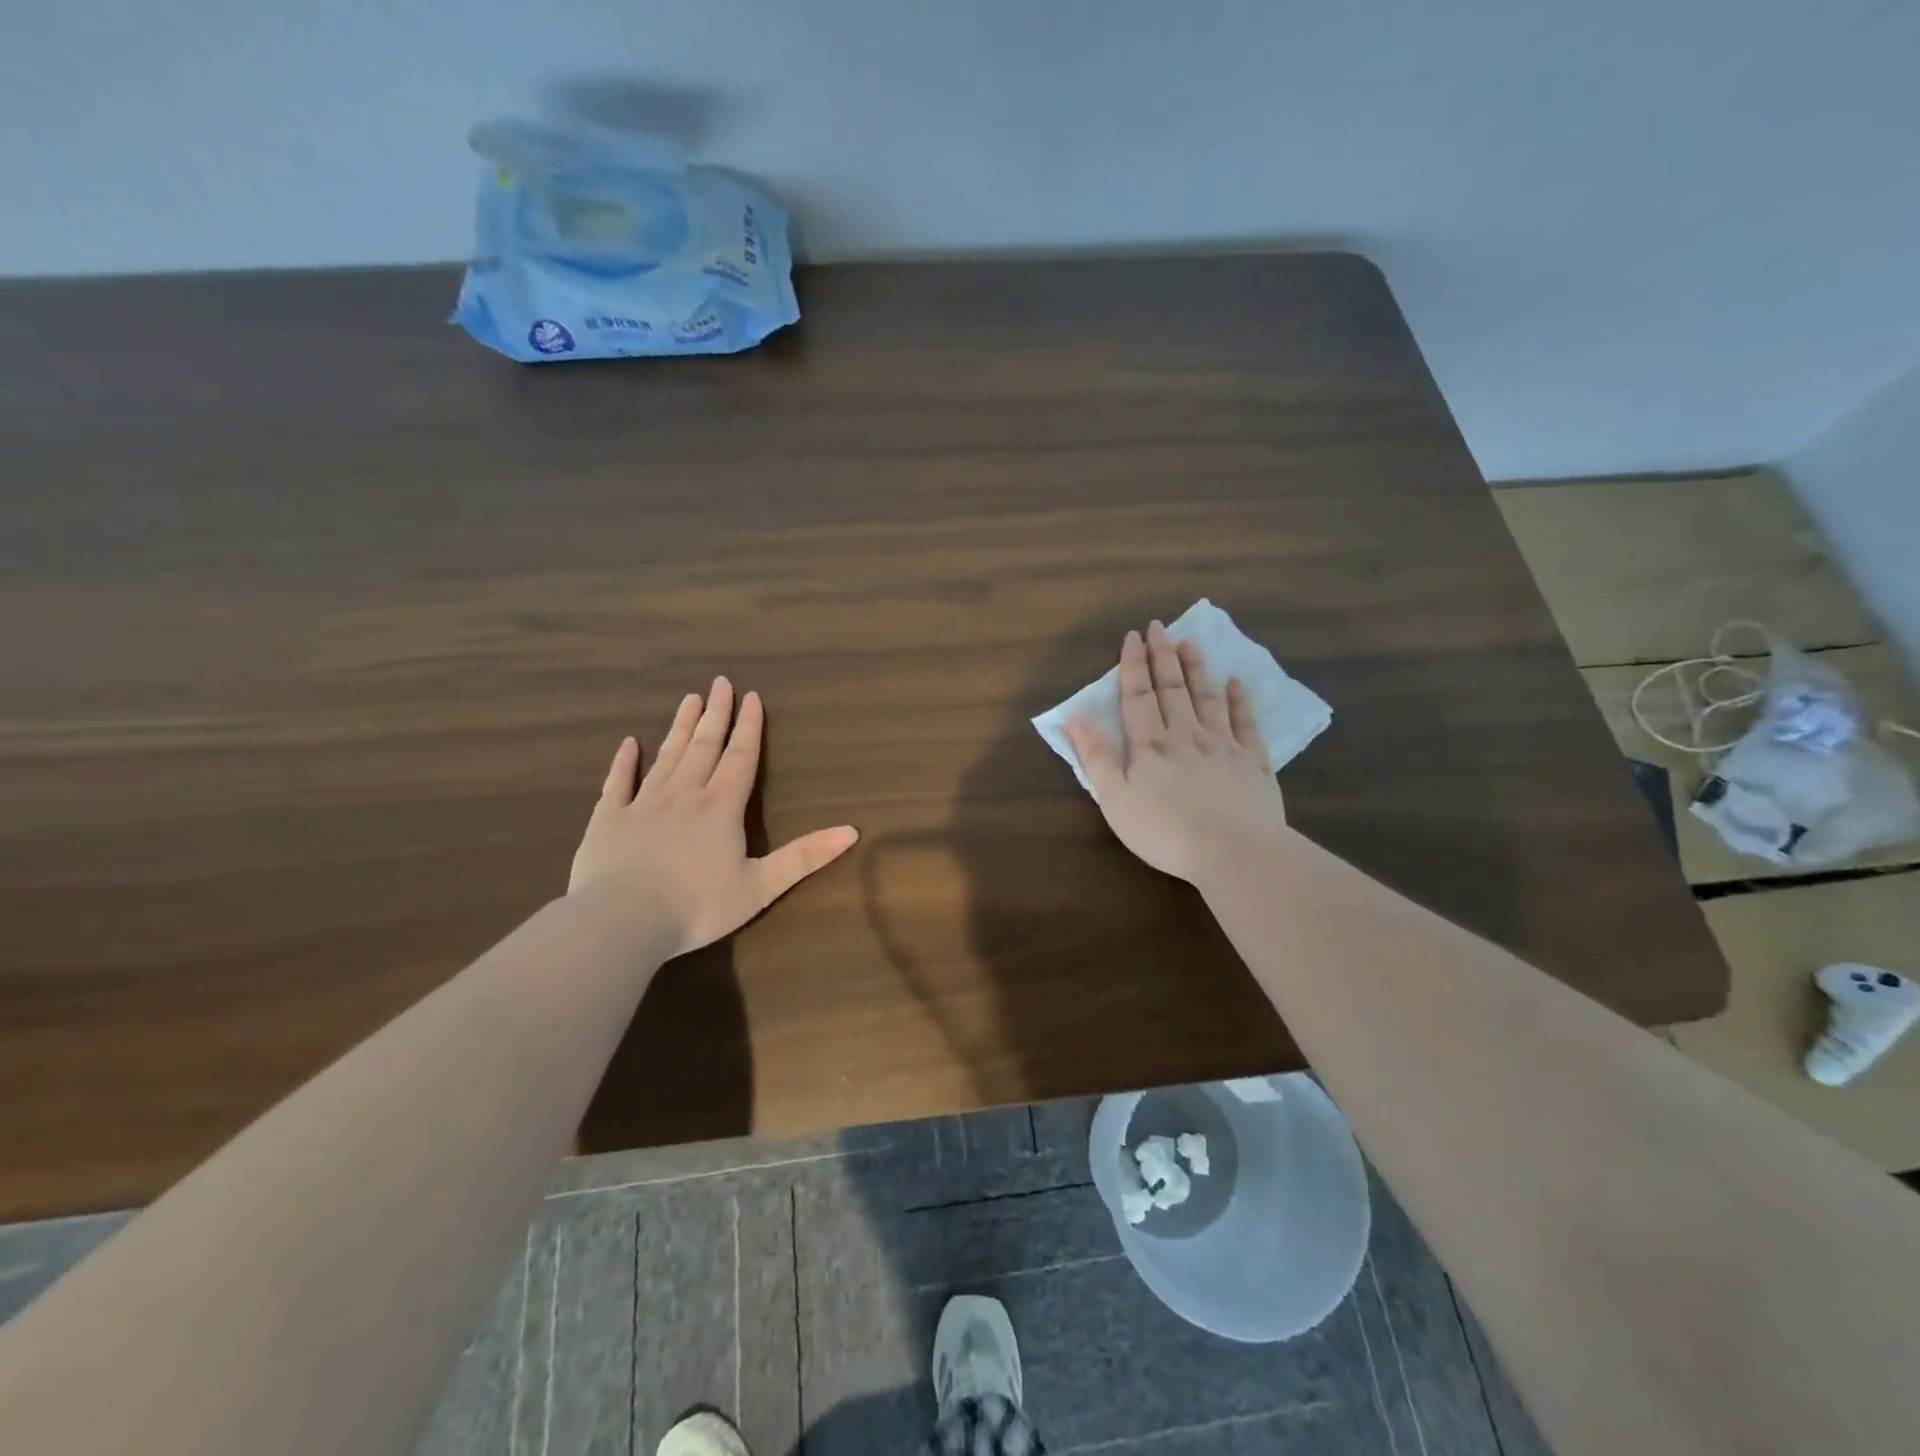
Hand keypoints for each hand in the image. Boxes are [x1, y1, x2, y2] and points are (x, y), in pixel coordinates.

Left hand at [569, 677, 858, 957]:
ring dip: (680, 727)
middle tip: (719, 682)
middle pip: (704, 746)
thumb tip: (852, 831)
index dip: (749, 727)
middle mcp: (684, 795)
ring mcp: (643, 804)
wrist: (622, 921)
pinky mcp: (609, 819)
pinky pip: (618, 783)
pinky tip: (628, 743)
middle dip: (715, 714)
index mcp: (721, 808)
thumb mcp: (761, 886)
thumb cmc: (697, 906)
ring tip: (688, 699)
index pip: (741, 757)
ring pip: (667, 756)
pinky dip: (624, 762)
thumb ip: (805, 857)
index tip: (751, 696)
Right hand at [1064, 621, 1287, 884]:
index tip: (1133, 637)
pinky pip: (1246, 724)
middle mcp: (1186, 735)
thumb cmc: (1164, 831)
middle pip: (1172, 689)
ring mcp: (1223, 746)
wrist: (1233, 851)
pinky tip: (1236, 683)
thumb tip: (1077, 718)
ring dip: (1197, 669)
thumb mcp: (1116, 800)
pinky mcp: (1254, 763)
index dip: (1133, 666)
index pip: (1138, 696)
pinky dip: (1240, 701)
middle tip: (1160, 627)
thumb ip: (1097, 758)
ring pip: (1208, 698)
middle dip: (1163, 656)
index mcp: (1150, 745)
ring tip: (1190, 642)